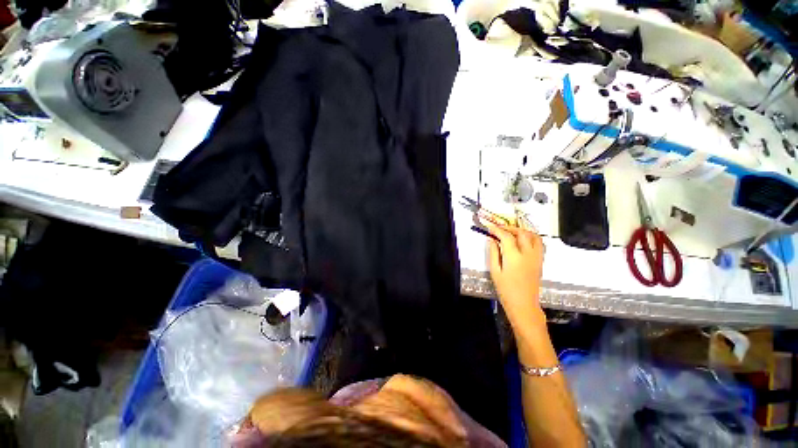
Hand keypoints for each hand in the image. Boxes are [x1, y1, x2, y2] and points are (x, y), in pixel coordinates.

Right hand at [484, 220, 545, 327]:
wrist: (523, 304)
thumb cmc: (506, 289)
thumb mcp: (495, 271)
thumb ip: (493, 253)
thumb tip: (491, 240)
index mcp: (514, 257)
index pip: (506, 236)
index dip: (497, 229)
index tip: (490, 227)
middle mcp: (527, 254)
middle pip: (521, 233)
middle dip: (509, 228)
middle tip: (500, 229)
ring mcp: (536, 257)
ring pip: (533, 236)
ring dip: (523, 230)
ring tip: (512, 232)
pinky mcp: (540, 261)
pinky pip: (539, 244)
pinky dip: (532, 237)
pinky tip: (523, 240)